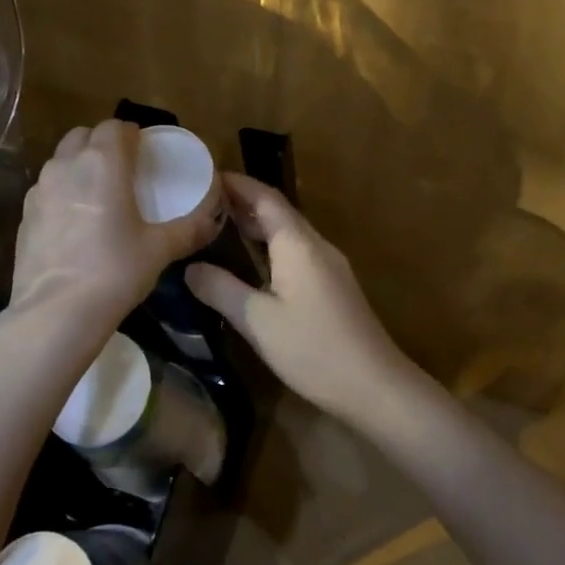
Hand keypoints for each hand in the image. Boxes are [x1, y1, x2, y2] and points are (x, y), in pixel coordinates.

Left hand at [10, 120, 219, 326]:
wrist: (56, 312)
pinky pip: (47, 189)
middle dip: (103, 144)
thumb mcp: (160, 250)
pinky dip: (62, 192)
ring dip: (80, 165)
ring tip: (99, 194)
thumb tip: (213, 219)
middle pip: (83, 136)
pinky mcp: (25, 214)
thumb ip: (190, 228)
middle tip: (123, 170)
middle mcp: (67, 165)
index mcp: (103, 162)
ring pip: (61, 160)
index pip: (115, 127)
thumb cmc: (115, 271)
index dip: (131, 135)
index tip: (144, 152)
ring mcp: (40, 189)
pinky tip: (75, 223)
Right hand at [185, 174, 410, 421]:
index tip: (204, 177)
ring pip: (288, 233)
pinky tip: (250, 263)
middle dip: (241, 203)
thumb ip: (221, 289)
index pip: (265, 197)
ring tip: (218, 226)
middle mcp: (315, 246)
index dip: (236, 184)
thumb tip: (190, 268)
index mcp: (297, 244)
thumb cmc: (313, 349)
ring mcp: (328, 266)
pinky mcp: (332, 287)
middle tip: (201, 203)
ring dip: (256, 225)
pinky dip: (269, 247)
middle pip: (277, 212)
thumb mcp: (257, 321)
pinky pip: (296, 252)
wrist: (374, 387)